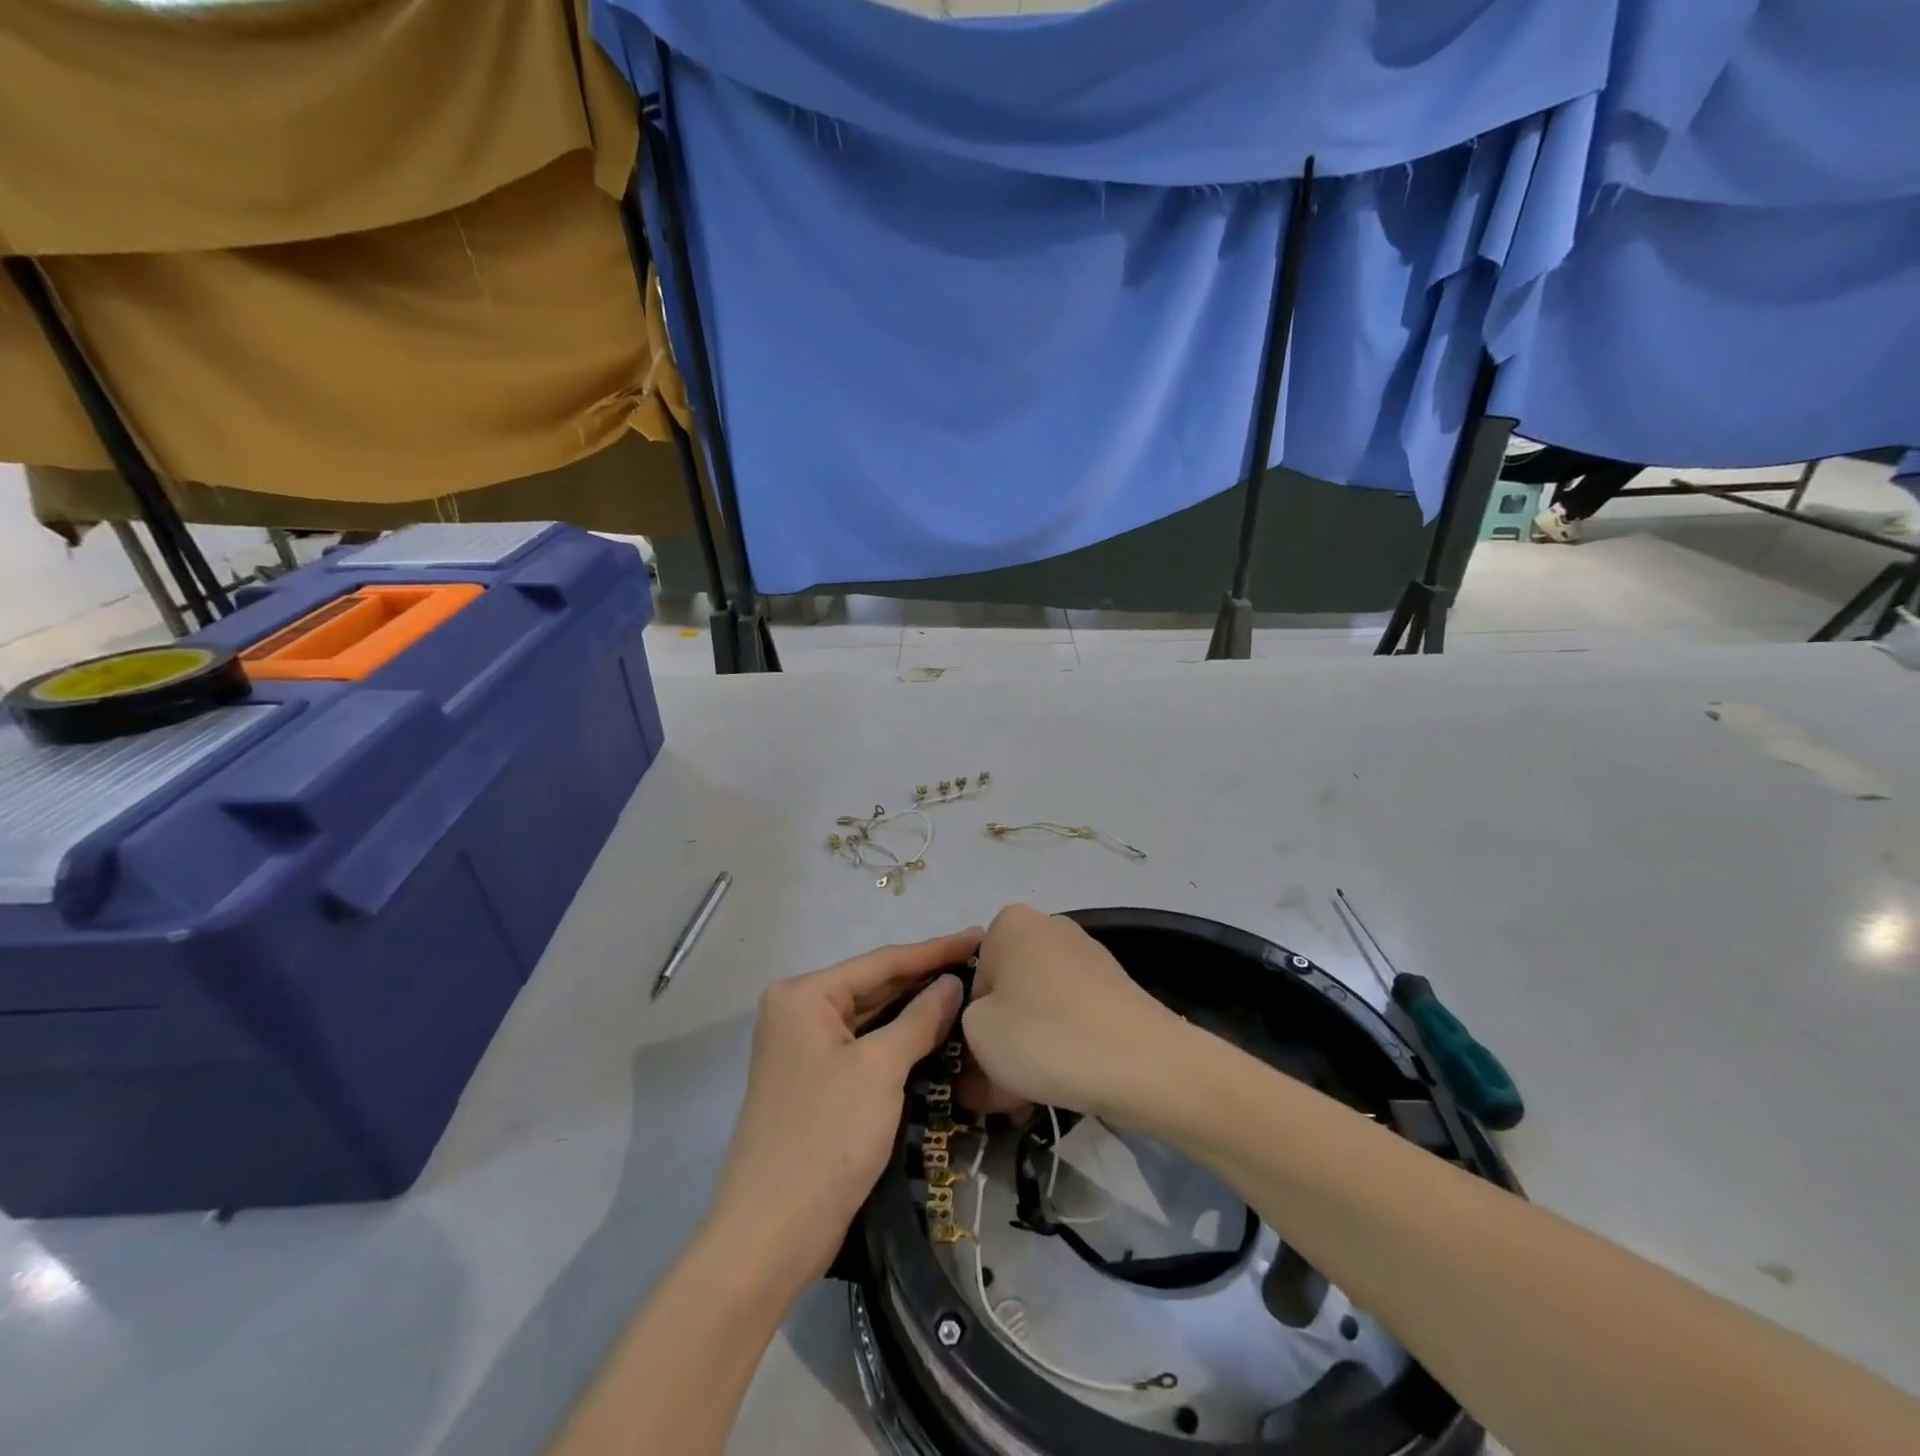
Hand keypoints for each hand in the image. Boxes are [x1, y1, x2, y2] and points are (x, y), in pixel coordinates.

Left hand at [705, 928, 981, 1290]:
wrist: (770, 1237)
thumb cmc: (826, 1139)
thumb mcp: (880, 1071)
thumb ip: (919, 1019)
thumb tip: (953, 983)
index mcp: (804, 995)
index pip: (882, 961)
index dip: (935, 950)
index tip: (980, 935)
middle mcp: (799, 1011)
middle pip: (875, 985)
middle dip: (927, 977)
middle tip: (982, 963)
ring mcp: (806, 1048)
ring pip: (872, 1016)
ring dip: (916, 1008)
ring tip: (969, 989)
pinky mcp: (817, 1080)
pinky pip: (866, 1045)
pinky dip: (900, 1039)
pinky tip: (937, 1030)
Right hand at [959, 904, 1184, 1122]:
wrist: (1143, 1064)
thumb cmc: (1045, 1037)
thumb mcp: (978, 1034)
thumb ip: (964, 1025)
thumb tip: (985, 1031)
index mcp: (1009, 923)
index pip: (972, 978)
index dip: (972, 1025)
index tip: (979, 1064)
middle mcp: (1048, 927)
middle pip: (1008, 991)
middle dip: (1002, 1037)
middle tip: (1000, 1087)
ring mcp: (1087, 955)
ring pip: (1039, 1008)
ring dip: (1030, 1048)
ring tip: (1031, 1094)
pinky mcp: (1114, 986)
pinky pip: (1071, 1016)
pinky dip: (1063, 1045)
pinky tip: (1065, 1082)